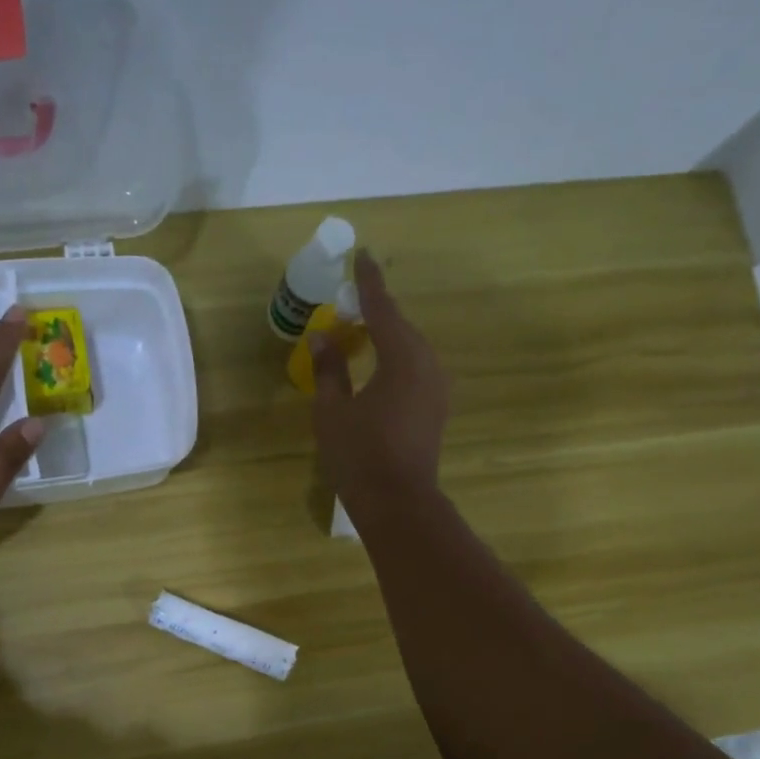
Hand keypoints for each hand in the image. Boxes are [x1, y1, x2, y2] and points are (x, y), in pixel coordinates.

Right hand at [311, 249, 449, 514]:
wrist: (398, 502)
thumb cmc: (359, 454)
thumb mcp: (333, 411)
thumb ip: (329, 369)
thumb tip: (322, 338)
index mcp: (402, 358)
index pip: (383, 308)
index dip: (369, 283)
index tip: (363, 256)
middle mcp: (427, 364)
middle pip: (401, 327)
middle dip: (377, 312)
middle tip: (351, 300)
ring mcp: (437, 387)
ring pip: (411, 349)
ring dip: (387, 337)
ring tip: (362, 332)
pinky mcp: (437, 407)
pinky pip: (416, 368)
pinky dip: (396, 359)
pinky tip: (379, 367)